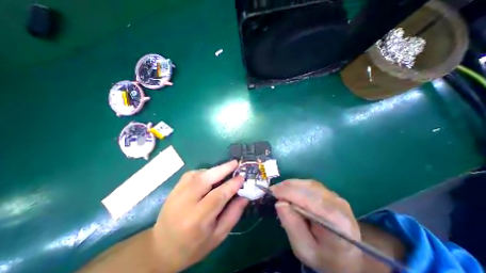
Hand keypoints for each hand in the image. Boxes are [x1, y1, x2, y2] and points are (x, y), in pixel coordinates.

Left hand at [154, 160, 248, 270]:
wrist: (162, 248)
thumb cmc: (194, 246)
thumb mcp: (218, 236)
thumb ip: (233, 214)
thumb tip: (245, 196)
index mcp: (197, 220)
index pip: (218, 196)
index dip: (232, 185)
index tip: (242, 177)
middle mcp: (185, 203)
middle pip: (206, 179)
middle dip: (223, 169)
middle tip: (235, 163)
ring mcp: (177, 193)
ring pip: (199, 174)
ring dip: (214, 170)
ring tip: (226, 170)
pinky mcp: (174, 188)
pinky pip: (192, 174)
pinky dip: (204, 171)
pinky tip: (210, 176)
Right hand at [272, 180, 361, 271]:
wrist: (346, 255)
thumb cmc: (324, 256)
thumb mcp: (304, 249)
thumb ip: (292, 226)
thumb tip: (280, 203)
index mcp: (337, 222)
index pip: (311, 201)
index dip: (290, 193)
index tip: (272, 192)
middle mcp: (339, 204)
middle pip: (309, 188)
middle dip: (287, 187)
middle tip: (272, 191)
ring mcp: (336, 197)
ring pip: (309, 184)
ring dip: (291, 185)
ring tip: (278, 190)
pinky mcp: (330, 193)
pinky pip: (310, 185)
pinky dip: (296, 185)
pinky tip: (289, 190)